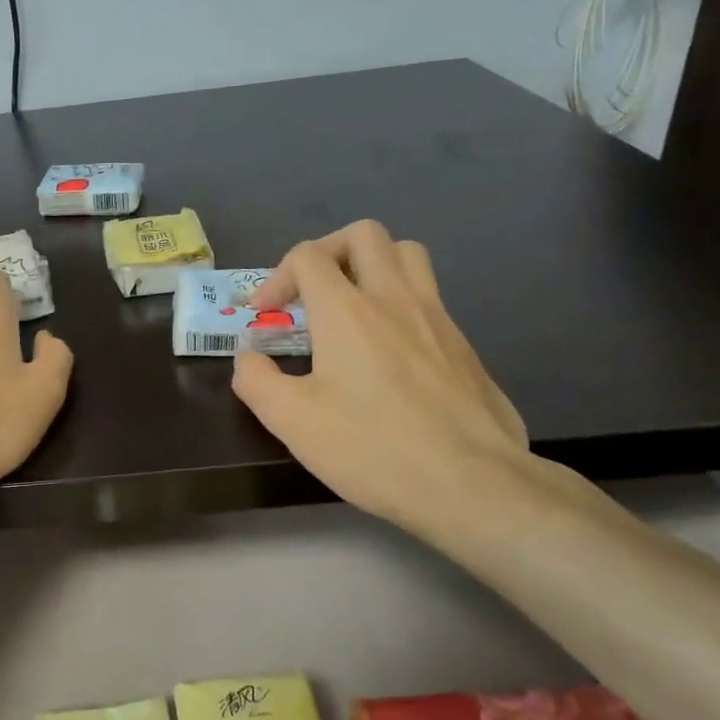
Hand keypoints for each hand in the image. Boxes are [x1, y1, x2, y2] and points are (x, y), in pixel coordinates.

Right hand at [231, 221, 532, 542]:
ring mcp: (437, 318)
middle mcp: (395, 298)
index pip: (307, 256)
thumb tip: (248, 357)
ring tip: (353, 305)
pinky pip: (430, 298)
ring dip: (373, 265)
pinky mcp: (464, 346)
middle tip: (312, 293)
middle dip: (328, 252)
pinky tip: (390, 353)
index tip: (265, 317)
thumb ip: (256, 380)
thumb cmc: (373, 447)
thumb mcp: (292, 421)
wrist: (472, 485)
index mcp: (347, 310)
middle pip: (363, 234)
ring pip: (408, 255)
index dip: (276, 277)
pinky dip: (401, 304)